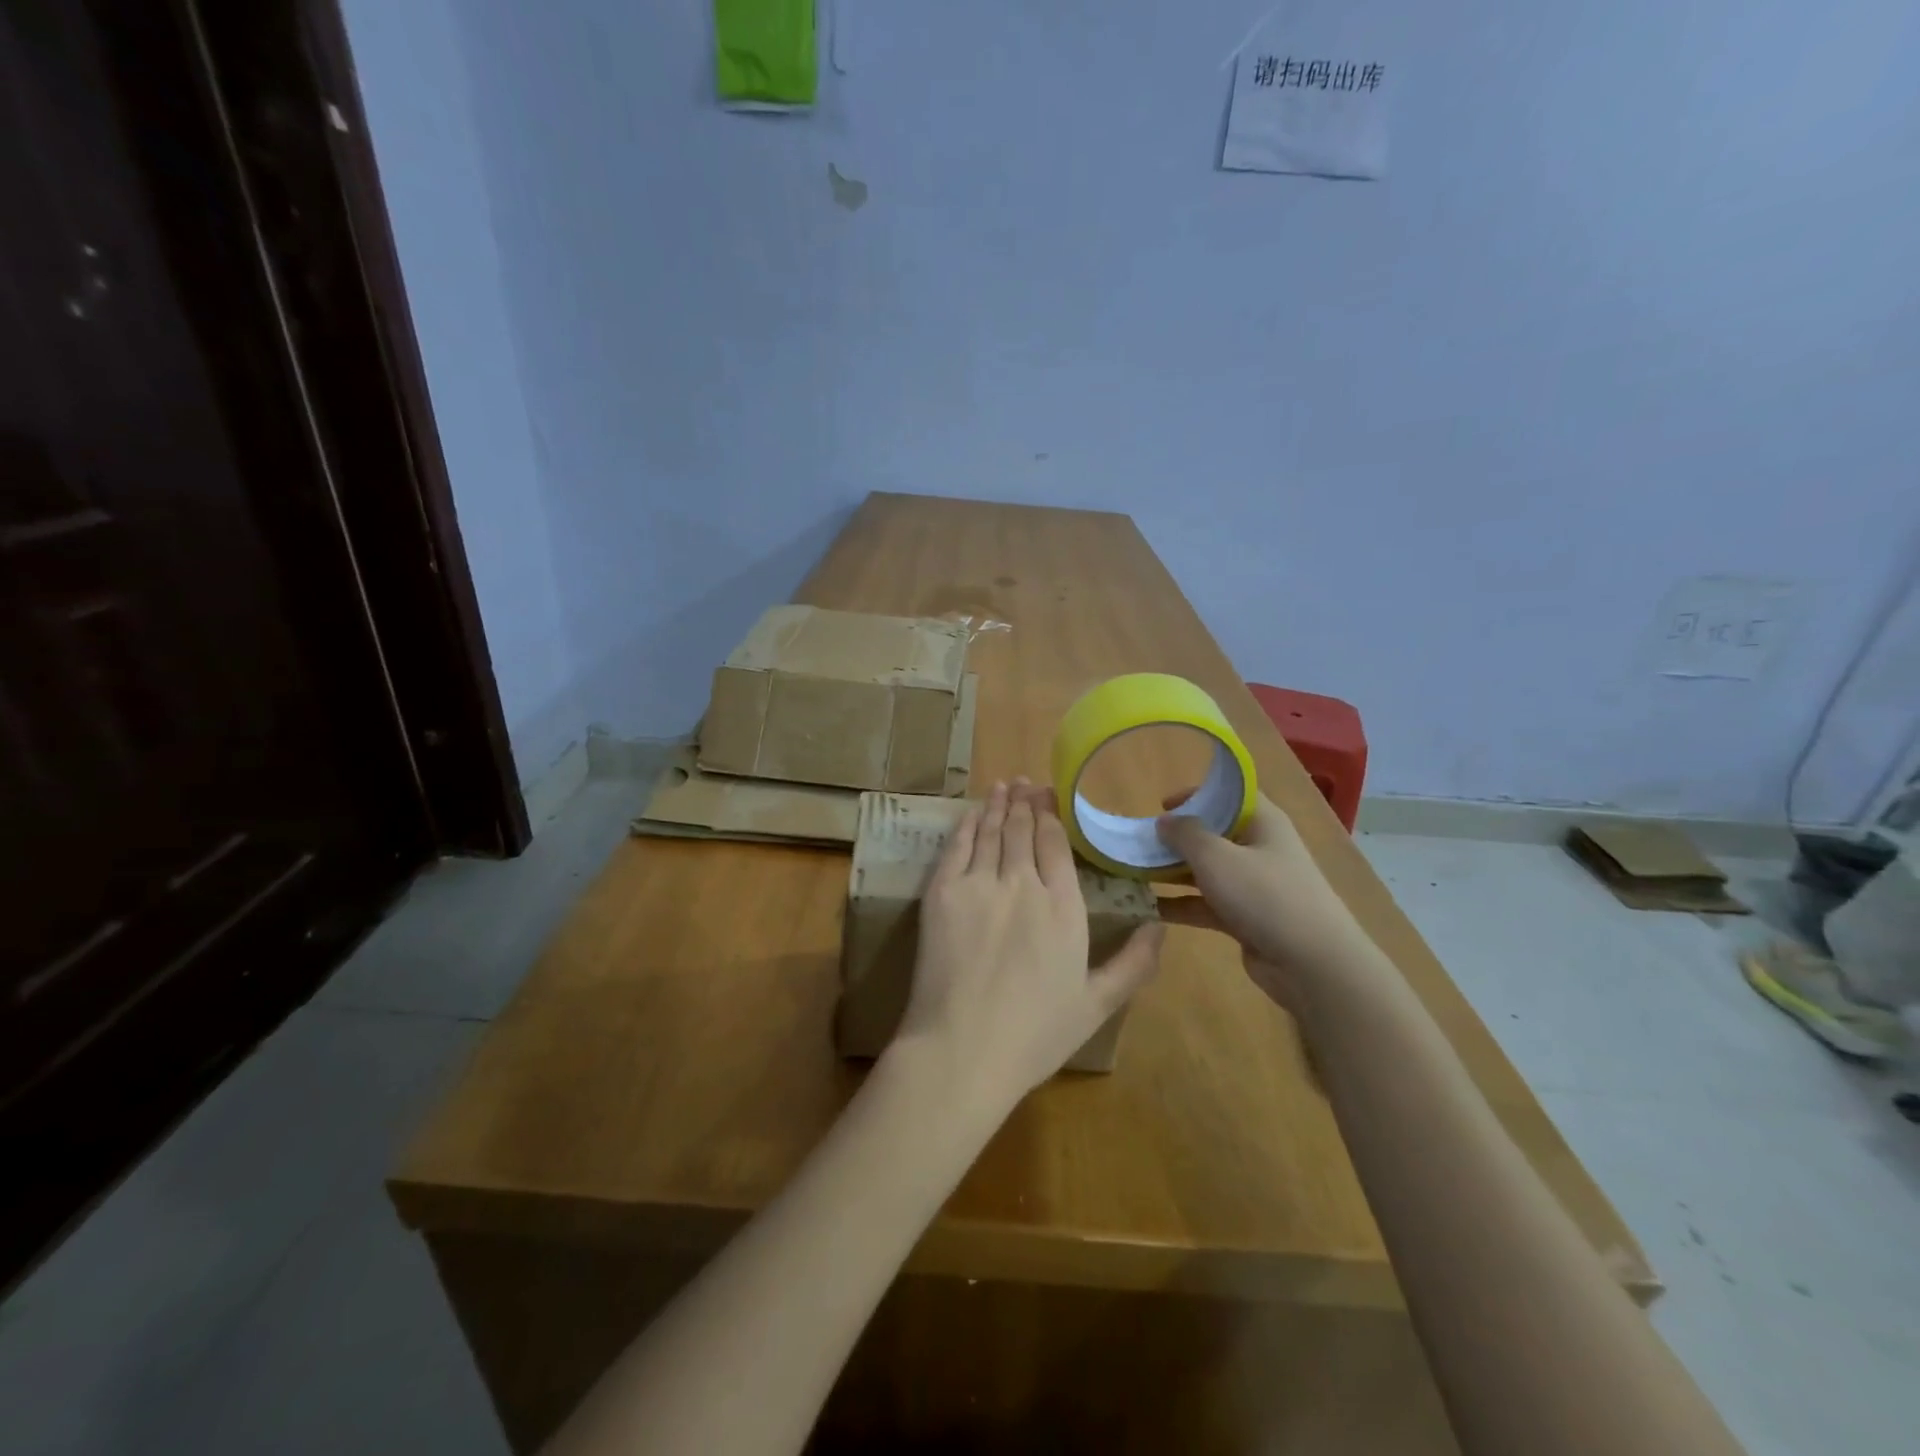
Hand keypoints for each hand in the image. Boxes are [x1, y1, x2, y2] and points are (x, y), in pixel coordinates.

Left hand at [892, 780, 1164, 1114]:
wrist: (963, 1049)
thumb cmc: (1034, 1035)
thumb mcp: (1096, 1005)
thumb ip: (1133, 964)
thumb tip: (1160, 927)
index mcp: (1063, 908)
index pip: (1056, 846)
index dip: (1051, 816)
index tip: (1049, 797)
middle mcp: (1023, 884)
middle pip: (1022, 831)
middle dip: (1025, 802)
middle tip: (1025, 782)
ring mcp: (979, 884)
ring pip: (991, 831)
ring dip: (997, 804)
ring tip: (1003, 785)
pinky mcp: (942, 893)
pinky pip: (957, 846)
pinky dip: (966, 824)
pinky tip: (971, 812)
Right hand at [1154, 792, 1367, 1012]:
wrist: (1311, 964)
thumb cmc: (1264, 895)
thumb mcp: (1216, 856)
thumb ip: (1185, 834)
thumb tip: (1164, 821)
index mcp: (1263, 822)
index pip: (1229, 795)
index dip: (1197, 794)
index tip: (1160, 805)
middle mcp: (1259, 849)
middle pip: (1213, 834)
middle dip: (1176, 838)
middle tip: (1139, 842)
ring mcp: (1253, 886)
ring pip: (1206, 871)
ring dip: (1172, 872)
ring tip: (1133, 872)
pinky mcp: (1245, 918)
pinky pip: (1206, 903)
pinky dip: (1181, 903)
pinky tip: (1148, 907)